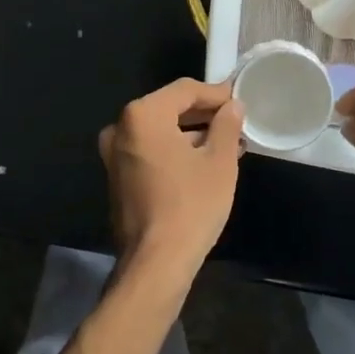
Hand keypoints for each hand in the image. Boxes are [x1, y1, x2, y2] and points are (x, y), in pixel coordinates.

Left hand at [98, 78, 244, 290]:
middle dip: (203, 114)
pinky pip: (150, 150)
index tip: (240, 100)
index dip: (215, 93)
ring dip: (191, 134)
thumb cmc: (191, 205)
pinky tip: (203, 162)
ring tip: (227, 144)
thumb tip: (232, 106)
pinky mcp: (117, 176)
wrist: (155, 263)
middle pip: (169, 108)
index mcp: (142, 115)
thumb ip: (226, 125)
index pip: (184, 90)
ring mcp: (114, 154)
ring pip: (160, 131)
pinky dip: (175, 151)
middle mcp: (121, 127)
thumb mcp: (219, 162)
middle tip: (235, 122)